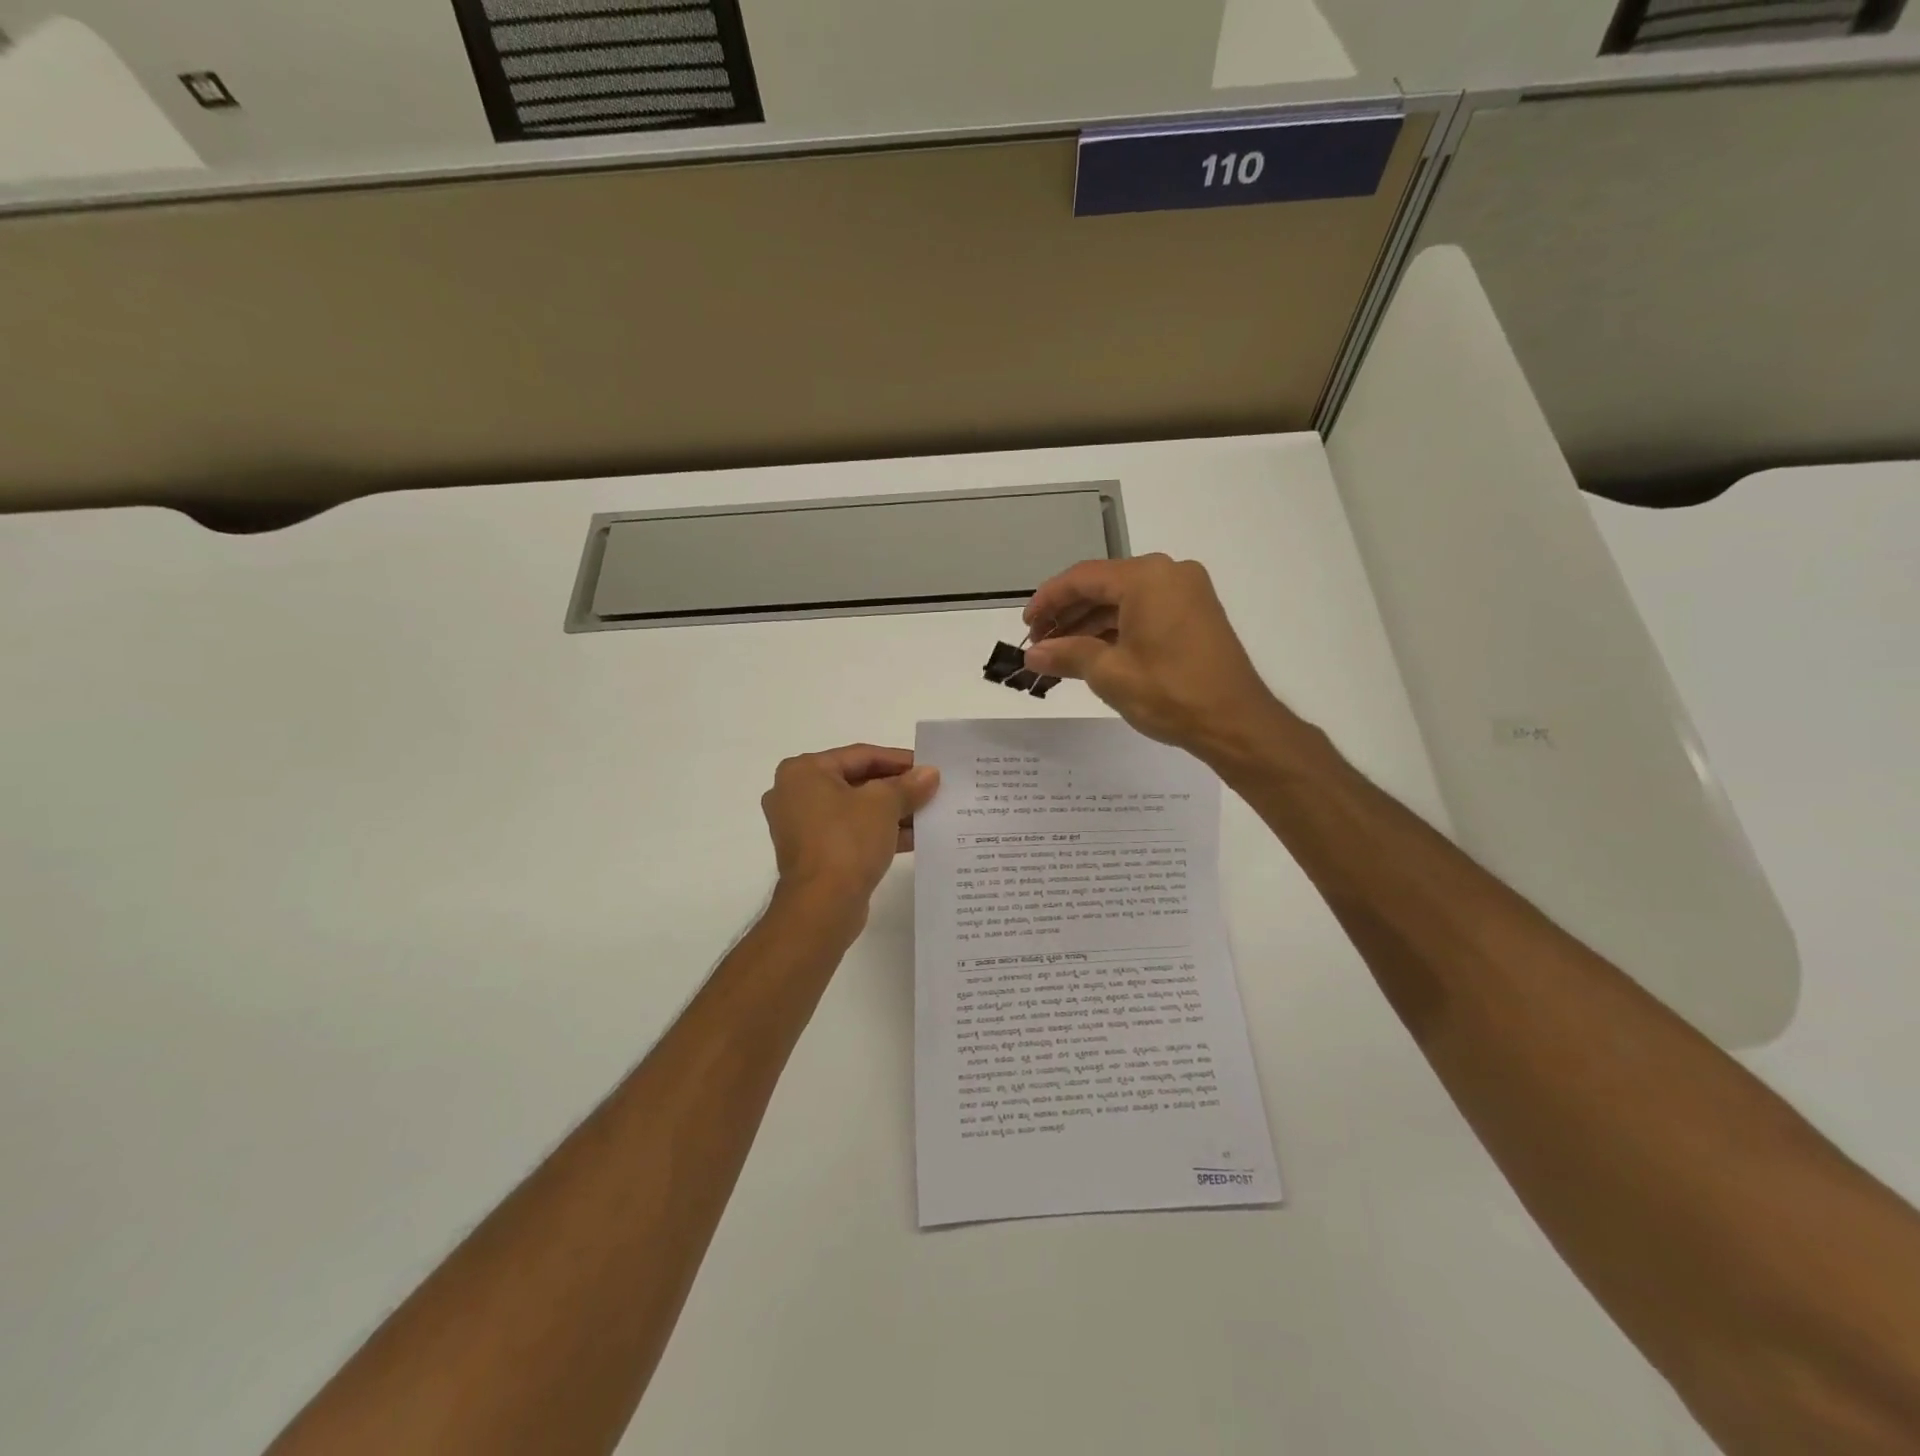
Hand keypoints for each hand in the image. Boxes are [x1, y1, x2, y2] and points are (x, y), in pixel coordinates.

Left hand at [762, 744, 940, 915]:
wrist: (822, 906)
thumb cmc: (847, 841)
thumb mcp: (884, 804)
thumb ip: (908, 785)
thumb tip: (929, 774)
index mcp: (803, 771)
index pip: (861, 755)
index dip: (899, 760)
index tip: (929, 767)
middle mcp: (795, 794)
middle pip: (857, 781)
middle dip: (896, 788)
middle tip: (930, 790)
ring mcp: (801, 827)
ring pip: (855, 810)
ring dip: (891, 812)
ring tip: (928, 813)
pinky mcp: (813, 854)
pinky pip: (850, 833)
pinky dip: (878, 832)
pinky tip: (913, 838)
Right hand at [1023, 555, 1284, 759]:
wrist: (1236, 723)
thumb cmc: (1169, 693)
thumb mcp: (1109, 674)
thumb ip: (1066, 655)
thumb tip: (1032, 654)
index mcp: (1147, 578)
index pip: (1082, 578)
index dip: (1048, 600)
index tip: (1026, 625)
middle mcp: (1169, 574)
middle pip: (1103, 586)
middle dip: (1068, 615)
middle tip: (1039, 643)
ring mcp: (1187, 593)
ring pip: (1124, 601)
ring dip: (1090, 625)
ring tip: (1060, 653)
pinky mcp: (1196, 614)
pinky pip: (1145, 611)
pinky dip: (1117, 630)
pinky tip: (1093, 653)